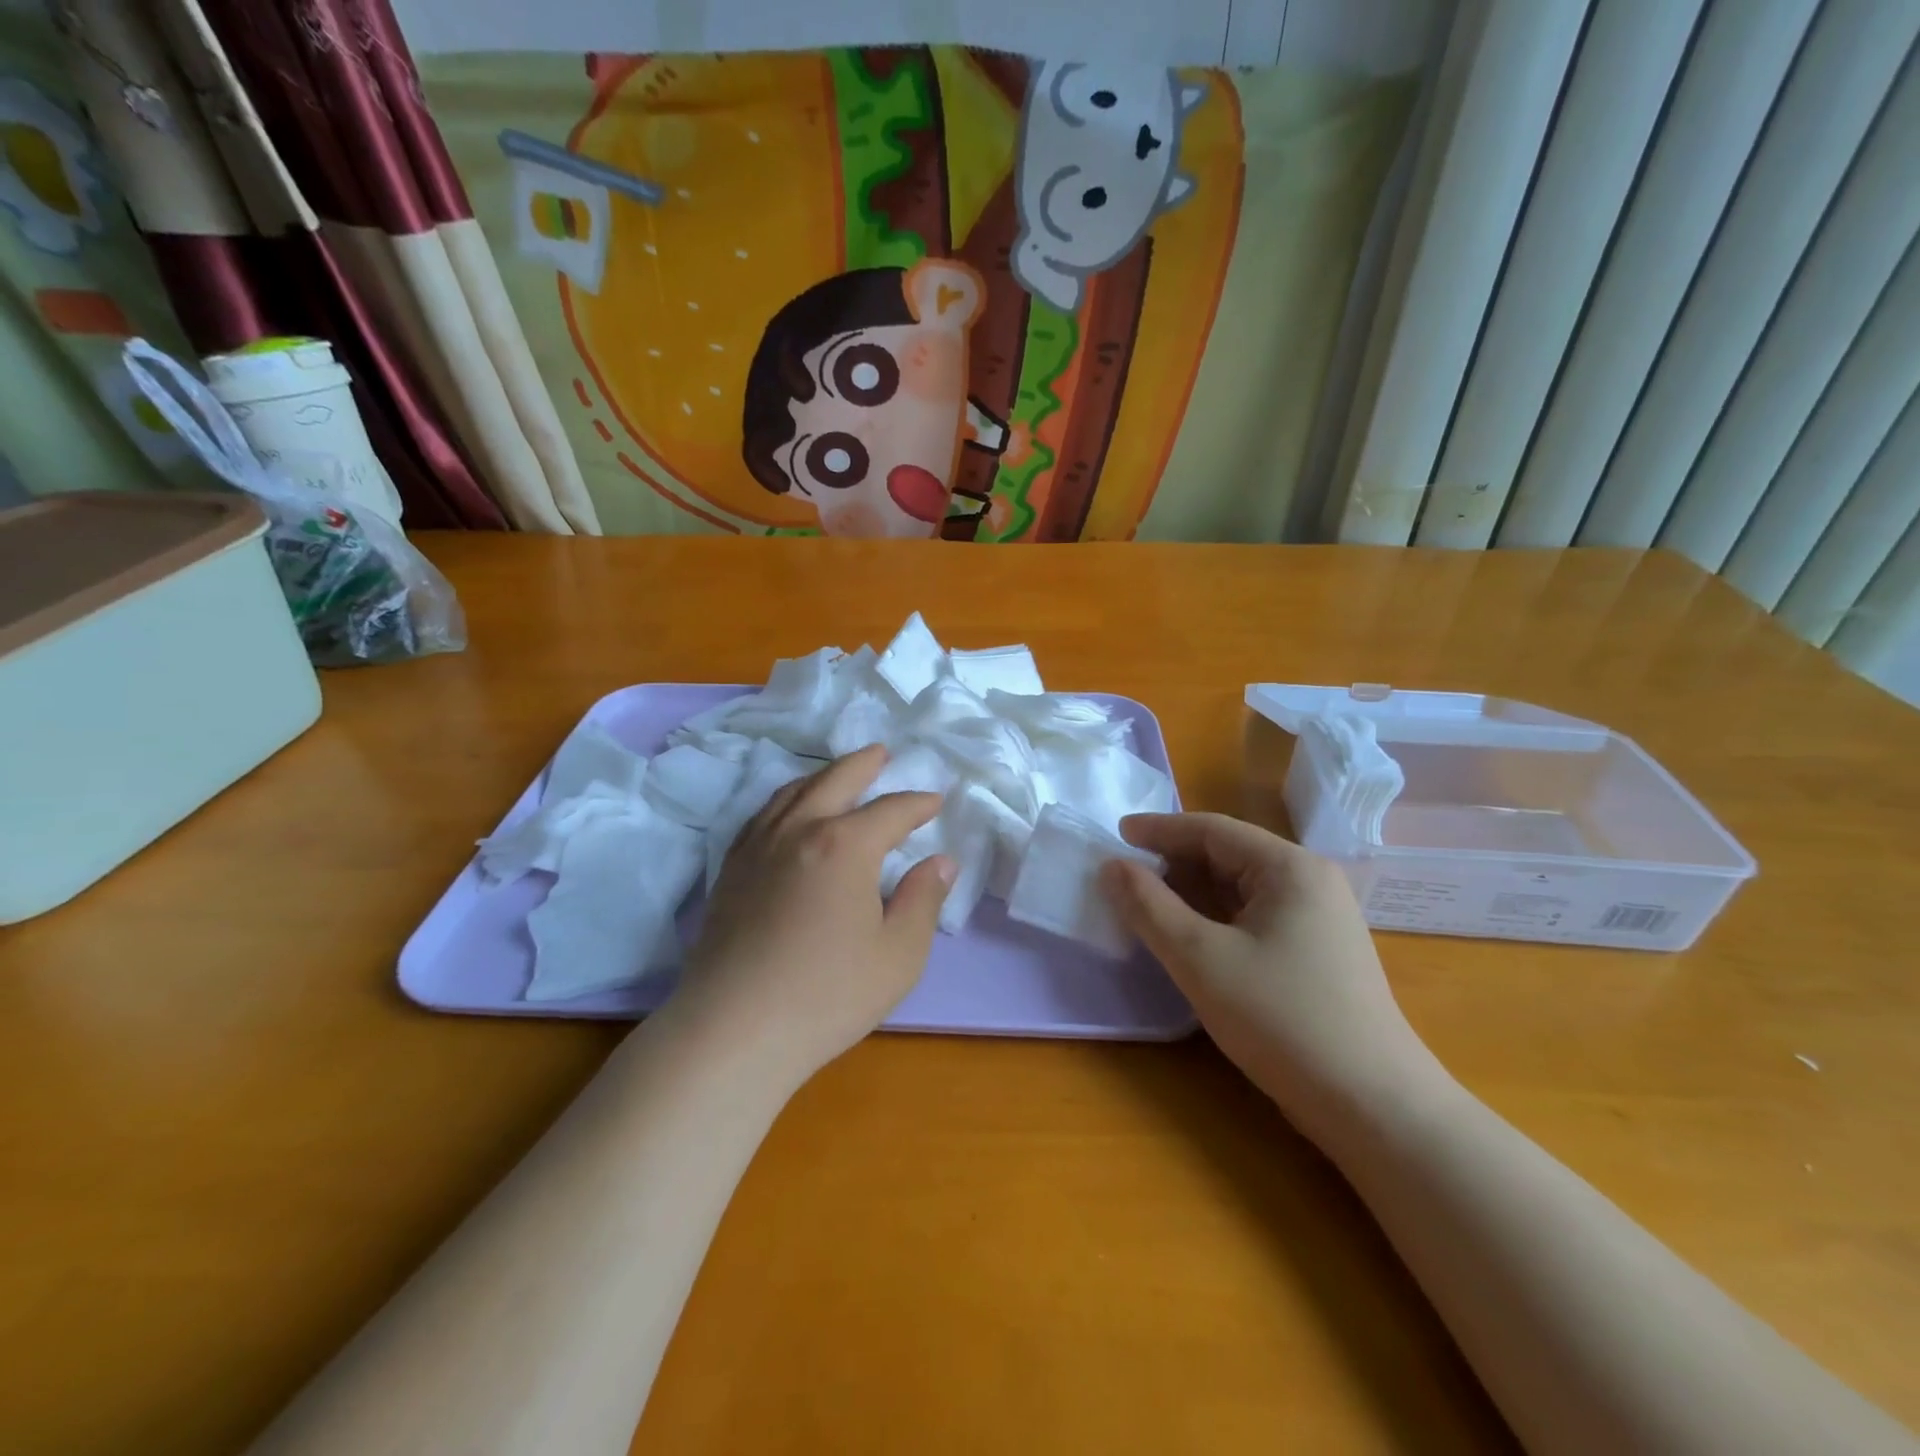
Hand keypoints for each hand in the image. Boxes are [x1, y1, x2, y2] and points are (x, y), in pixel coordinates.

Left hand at [670, 745, 954, 1085]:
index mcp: (845, 845)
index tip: (934, 800)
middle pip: (836, 781)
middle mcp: (799, 830)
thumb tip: (941, 862)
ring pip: (793, 792)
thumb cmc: (828, 995)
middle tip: (882, 753)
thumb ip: (924, 900)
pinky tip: (788, 811)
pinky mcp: (731, 869)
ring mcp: (758, 846)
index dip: (917, 804)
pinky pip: (762, 815)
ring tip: (838, 773)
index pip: (890, 811)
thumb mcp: (898, 954)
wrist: (734, 1029)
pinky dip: (785, 799)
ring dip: (822, 776)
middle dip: (864, 765)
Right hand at [1103, 813, 1434, 1138]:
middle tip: (1125, 876)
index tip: (1116, 834)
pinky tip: (1189, 938)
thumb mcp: (1200, 958)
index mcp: (1290, 868)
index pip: (1212, 830)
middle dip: (1174, 862)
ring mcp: (1319, 918)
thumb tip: (1112, 867)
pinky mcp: (1317, 952)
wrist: (1372, 1106)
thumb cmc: (1281, 1019)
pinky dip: (1215, 918)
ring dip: (1192, 892)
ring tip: (1147, 905)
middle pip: (1229, 855)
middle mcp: (1310, 882)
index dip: (1159, 829)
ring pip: (1241, 889)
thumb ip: (1149, 907)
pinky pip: (1255, 917)